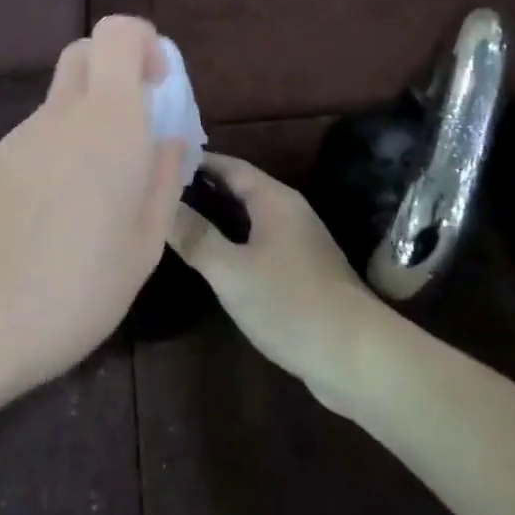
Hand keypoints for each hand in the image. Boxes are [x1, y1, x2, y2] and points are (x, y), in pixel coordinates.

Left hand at [0, 16, 185, 391]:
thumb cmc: (77, 287)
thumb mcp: (144, 244)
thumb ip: (162, 181)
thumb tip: (167, 141)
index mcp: (109, 123)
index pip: (117, 33)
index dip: (144, 44)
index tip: (159, 86)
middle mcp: (62, 115)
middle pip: (85, 53)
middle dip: (117, 70)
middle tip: (137, 125)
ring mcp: (21, 137)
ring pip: (63, 99)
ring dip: (90, 119)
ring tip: (103, 191)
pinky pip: (40, 136)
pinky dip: (62, 149)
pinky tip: (64, 212)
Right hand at [169, 154, 389, 411]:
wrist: (355, 356)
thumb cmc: (289, 303)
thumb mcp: (231, 270)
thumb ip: (196, 236)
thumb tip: (160, 203)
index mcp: (275, 200)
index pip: (230, 165)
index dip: (196, 161)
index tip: (158, 159)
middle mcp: (289, 212)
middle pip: (241, 188)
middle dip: (203, 187)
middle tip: (159, 189)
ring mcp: (299, 242)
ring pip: (250, 217)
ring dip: (218, 215)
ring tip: (177, 218)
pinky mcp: (302, 271)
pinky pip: (259, 241)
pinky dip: (234, 239)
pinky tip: (213, 256)